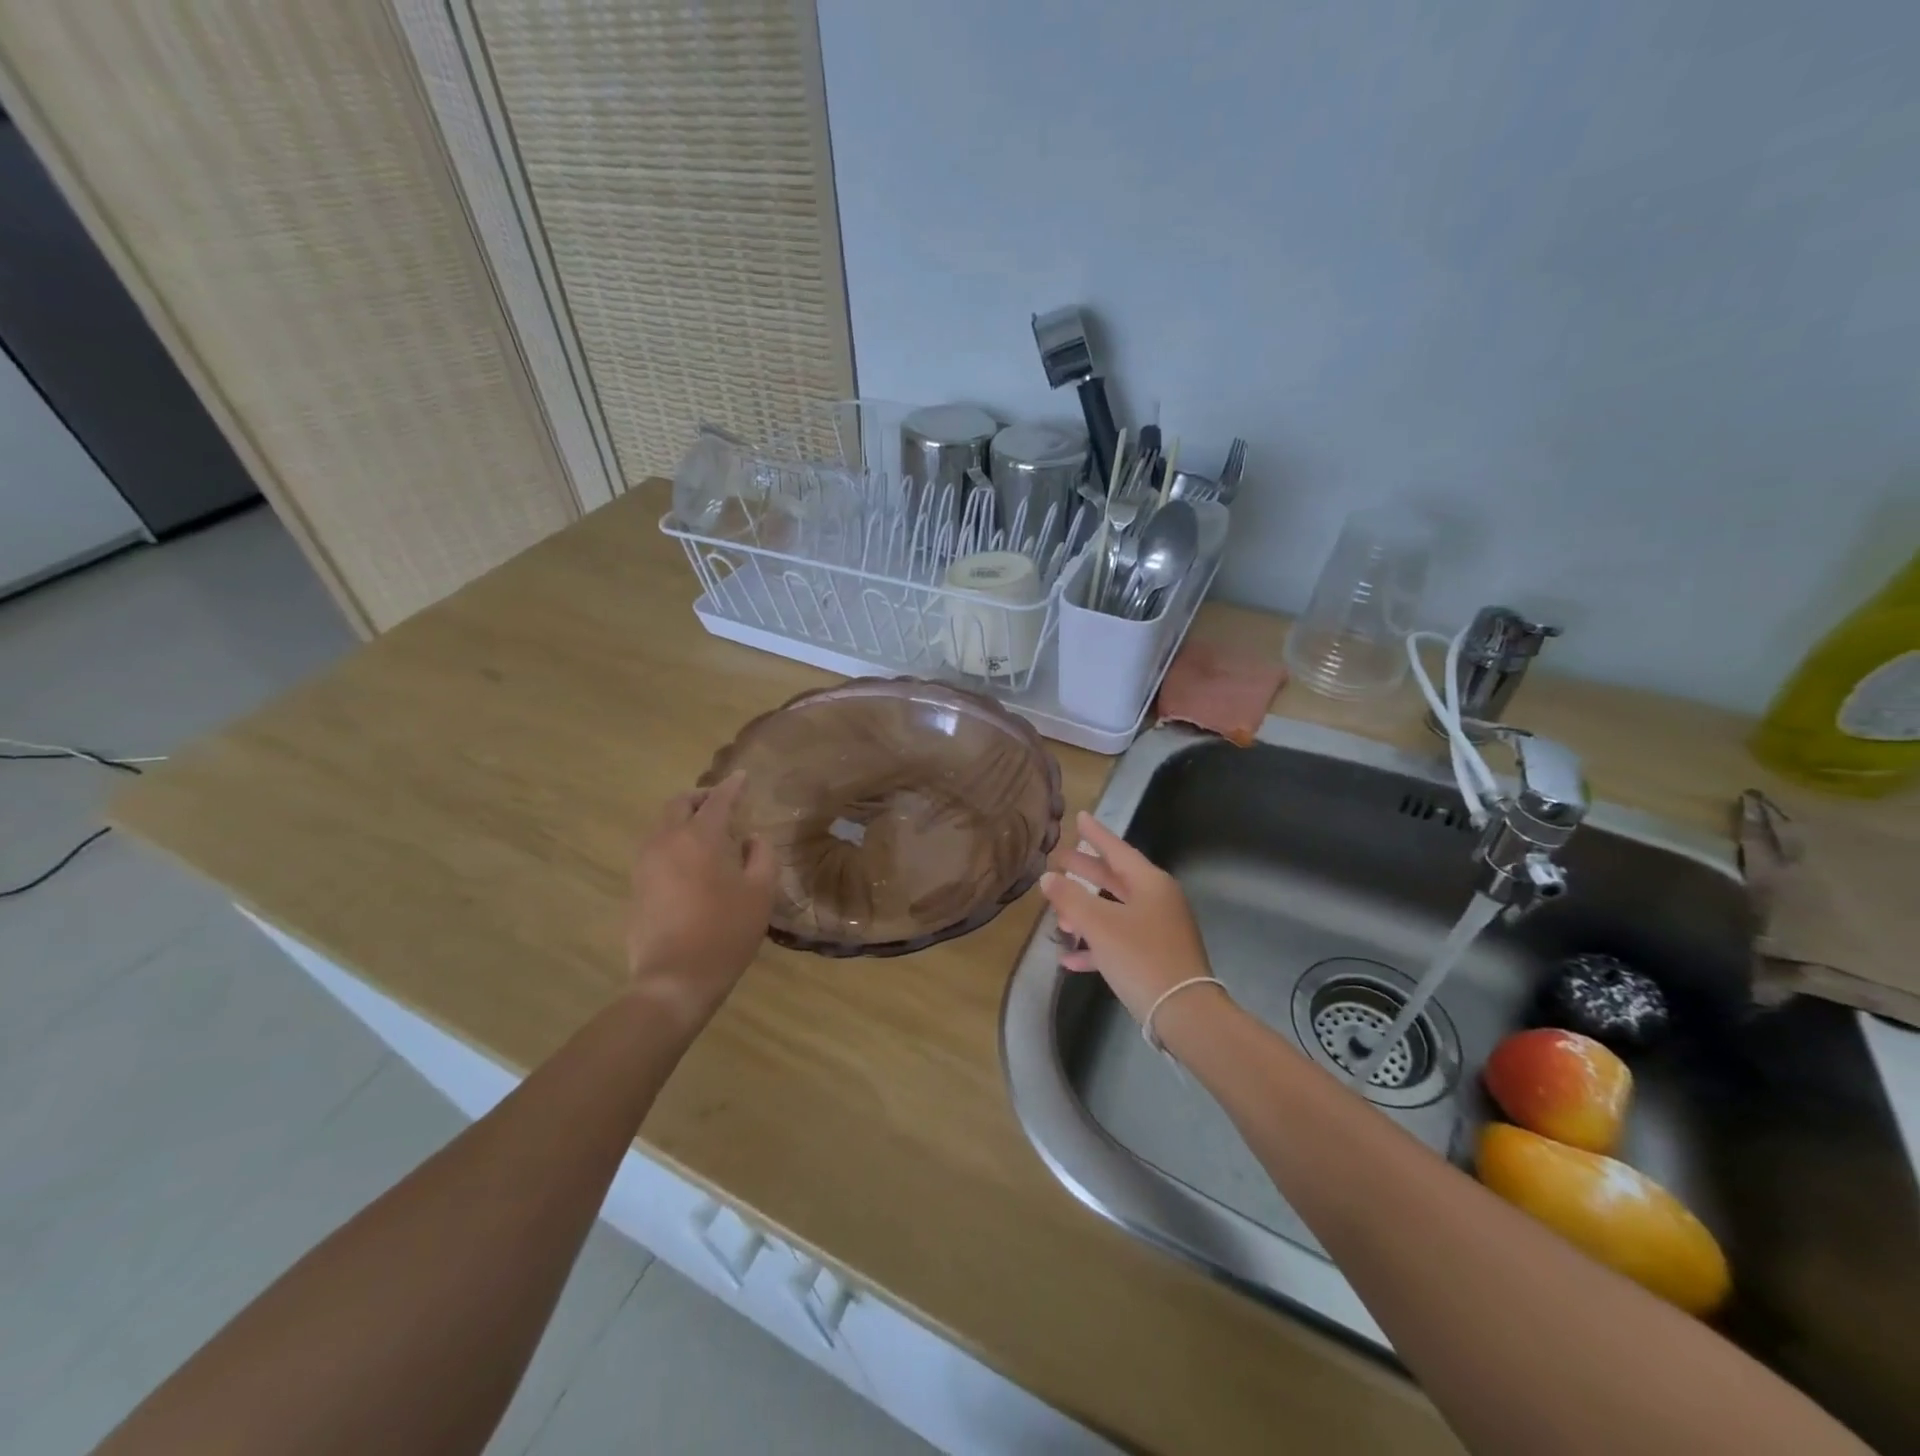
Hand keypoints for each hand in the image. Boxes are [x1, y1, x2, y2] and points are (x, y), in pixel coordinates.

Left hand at [626, 771, 775, 1029]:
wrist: (674, 980)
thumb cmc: (725, 932)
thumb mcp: (760, 893)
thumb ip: (762, 856)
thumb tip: (752, 839)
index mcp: (700, 838)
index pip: (717, 800)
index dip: (732, 786)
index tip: (742, 777)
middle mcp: (666, 841)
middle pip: (678, 804)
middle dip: (700, 797)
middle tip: (720, 802)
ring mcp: (645, 864)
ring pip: (661, 825)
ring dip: (683, 819)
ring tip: (705, 831)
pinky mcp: (636, 886)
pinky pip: (654, 849)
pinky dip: (672, 842)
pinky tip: (689, 861)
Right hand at [1039, 811, 1216, 1024]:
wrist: (1184, 1013)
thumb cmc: (1141, 957)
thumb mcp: (1099, 925)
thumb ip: (1070, 899)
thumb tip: (1048, 878)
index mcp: (1150, 883)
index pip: (1117, 849)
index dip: (1096, 834)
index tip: (1079, 817)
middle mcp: (1157, 900)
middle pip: (1115, 879)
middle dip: (1085, 872)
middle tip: (1059, 860)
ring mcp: (1158, 930)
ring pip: (1114, 911)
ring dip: (1085, 914)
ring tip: (1057, 917)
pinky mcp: (1155, 958)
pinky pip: (1119, 942)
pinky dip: (1096, 946)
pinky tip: (1069, 959)